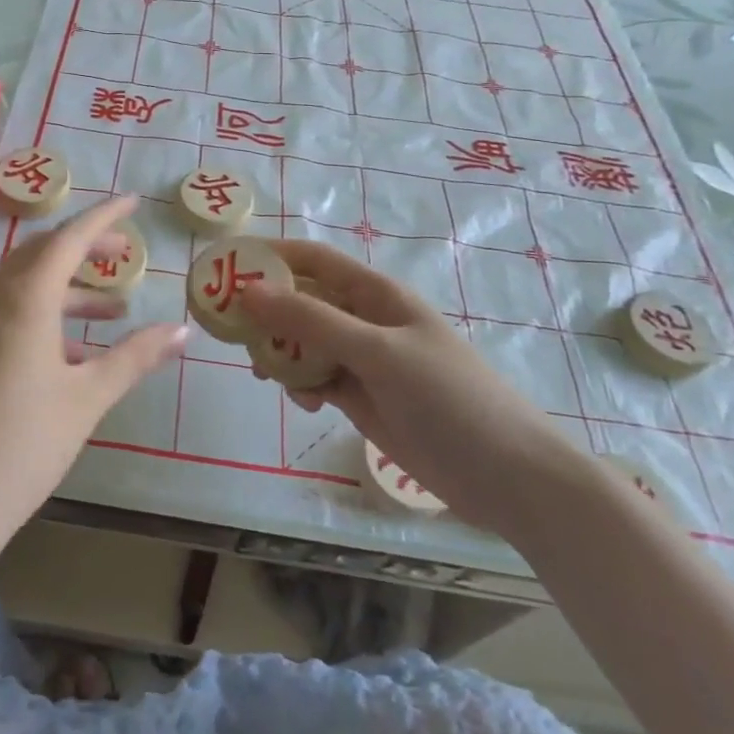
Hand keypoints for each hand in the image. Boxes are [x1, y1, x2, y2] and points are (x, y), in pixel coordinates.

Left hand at [0, 196, 187, 537]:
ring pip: (25, 286)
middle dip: (86, 248)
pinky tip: (73, 354)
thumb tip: (182, 330)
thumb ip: (135, 357)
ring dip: (69, 288)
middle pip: (42, 254)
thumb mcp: (88, 398)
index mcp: (24, 299)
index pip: (69, 238)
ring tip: (114, 310)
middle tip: (124, 254)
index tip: (133, 201)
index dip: (103, 216)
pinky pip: (9, 314)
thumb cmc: (22, 445)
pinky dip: (45, 316)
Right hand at [241, 240, 586, 538]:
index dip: (270, 256)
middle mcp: (365, 320)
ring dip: (279, 352)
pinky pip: (316, 379)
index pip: (313, 259)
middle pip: (302, 301)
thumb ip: (312, 321)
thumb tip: (248, 291)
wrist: (507, 476)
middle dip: (266, 311)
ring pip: (304, 343)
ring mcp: (363, 361)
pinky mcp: (361, 397)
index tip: (225, 266)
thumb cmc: (448, 398)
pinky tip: (302, 403)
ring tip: (262, 373)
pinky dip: (300, 385)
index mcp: (375, 294)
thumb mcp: (377, 352)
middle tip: (229, 331)